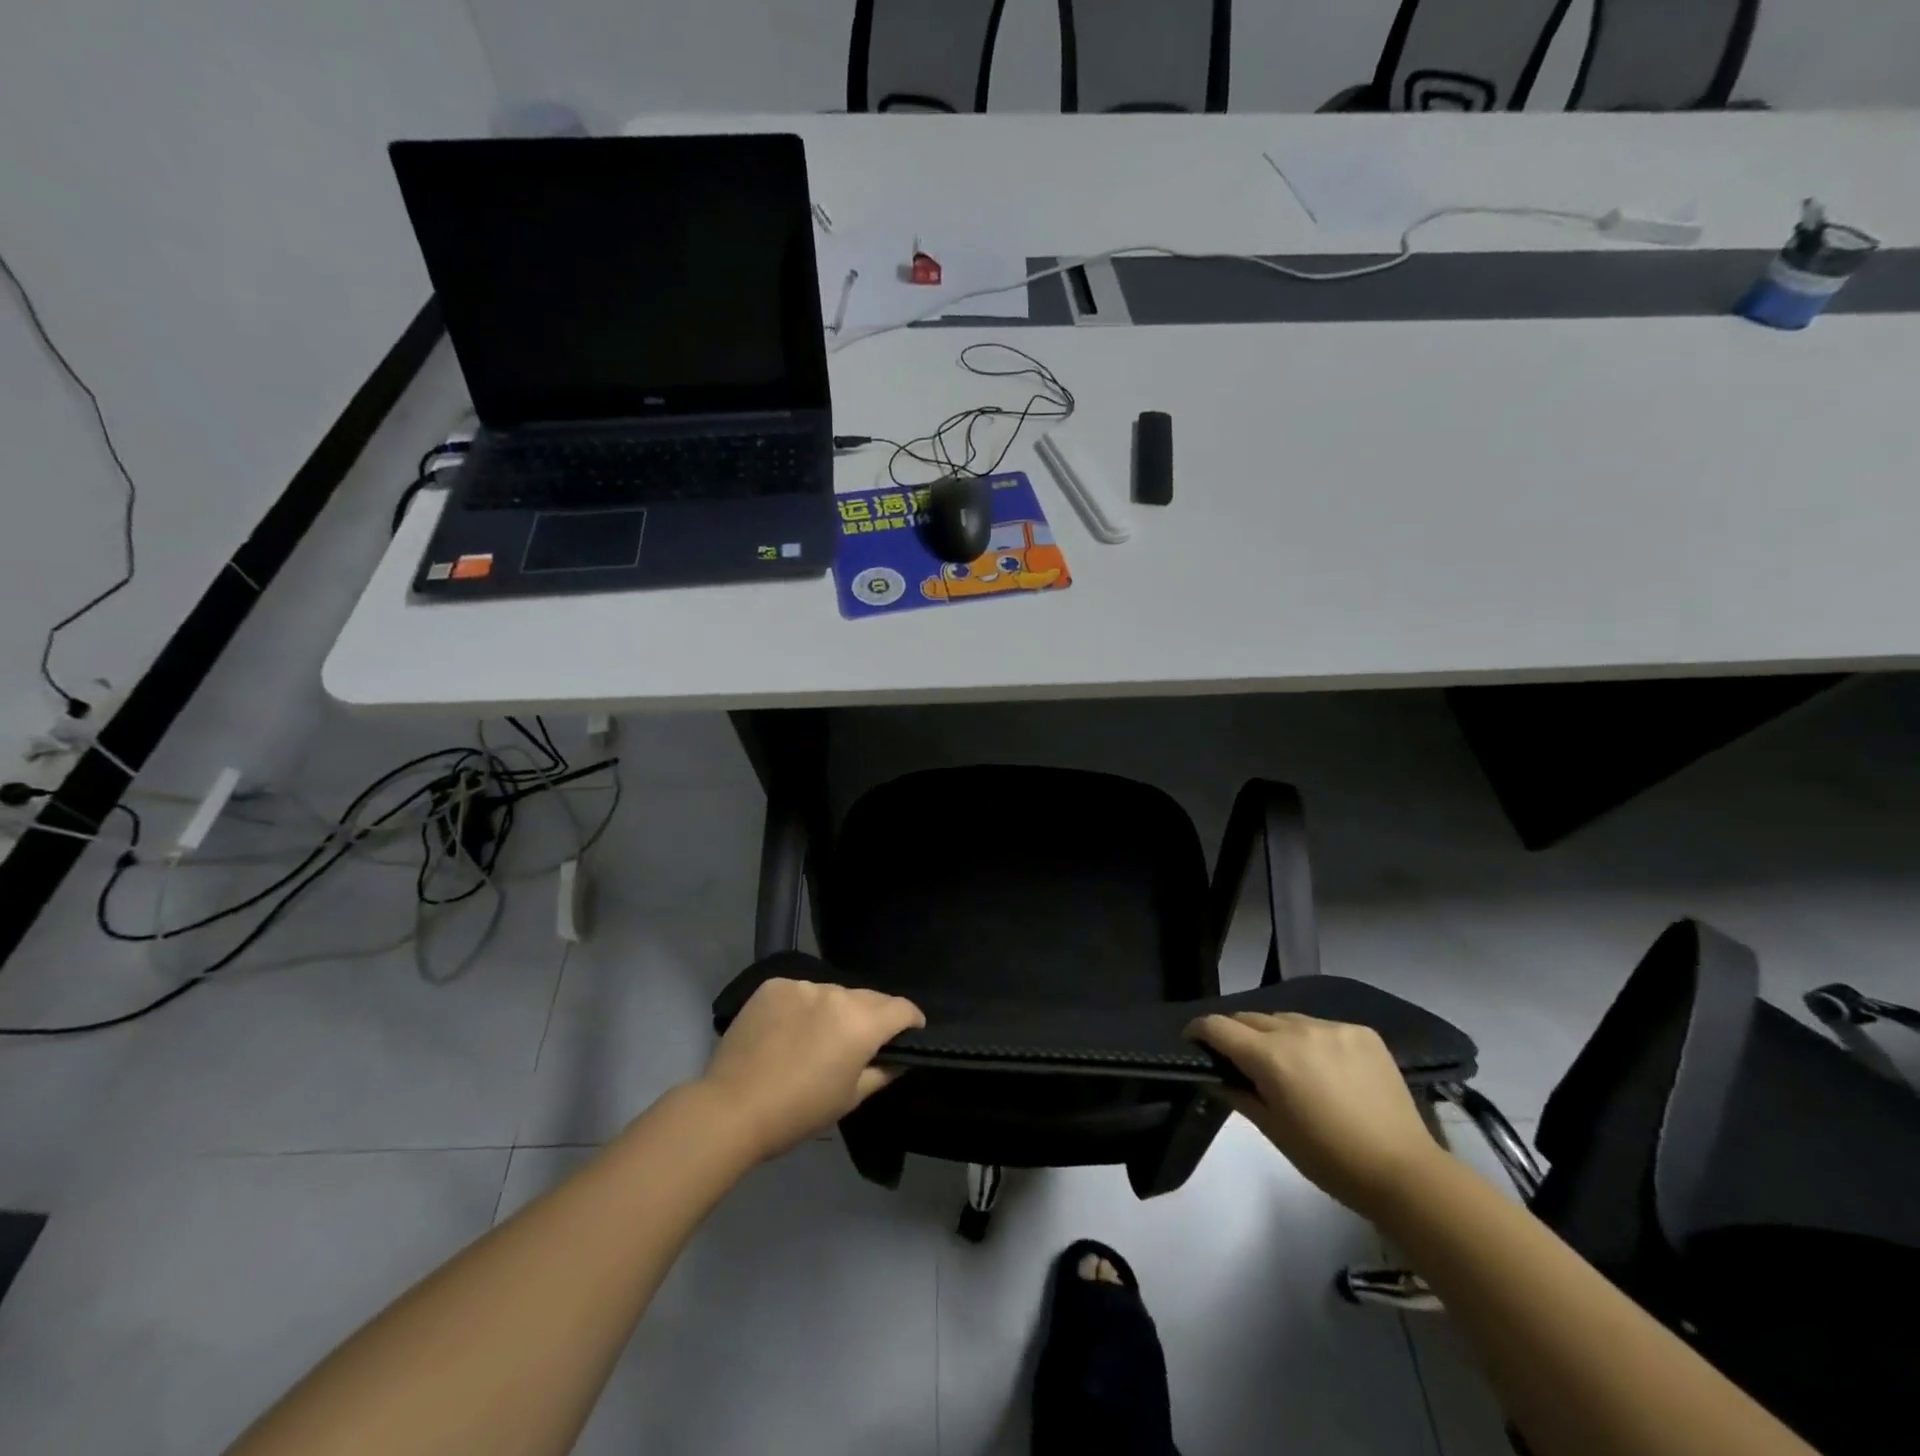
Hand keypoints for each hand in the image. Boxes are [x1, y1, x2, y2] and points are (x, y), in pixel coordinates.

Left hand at [700, 978, 924, 1162]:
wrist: (732, 1108)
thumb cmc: (798, 1111)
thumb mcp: (850, 1099)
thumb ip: (882, 1071)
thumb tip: (899, 1057)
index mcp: (861, 1022)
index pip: (902, 1008)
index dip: (911, 1020)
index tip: (909, 1033)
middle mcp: (836, 994)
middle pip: (869, 997)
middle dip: (873, 1016)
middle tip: (862, 1042)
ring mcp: (802, 986)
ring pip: (833, 993)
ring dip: (836, 1010)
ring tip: (819, 1037)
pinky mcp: (773, 985)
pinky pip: (801, 992)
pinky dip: (803, 1007)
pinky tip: (788, 1030)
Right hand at [1187, 1011, 1443, 1216]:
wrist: (1405, 1173)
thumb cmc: (1330, 1160)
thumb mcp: (1274, 1131)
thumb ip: (1238, 1094)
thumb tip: (1215, 1076)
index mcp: (1270, 1056)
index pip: (1218, 1027)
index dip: (1199, 1031)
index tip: (1193, 1041)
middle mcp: (1297, 1030)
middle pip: (1250, 1018)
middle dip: (1236, 1034)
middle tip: (1238, 1059)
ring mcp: (1332, 1027)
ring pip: (1286, 1019)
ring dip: (1274, 1035)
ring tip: (1284, 1062)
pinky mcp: (1361, 1032)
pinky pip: (1321, 1026)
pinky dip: (1311, 1040)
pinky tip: (1324, 1067)